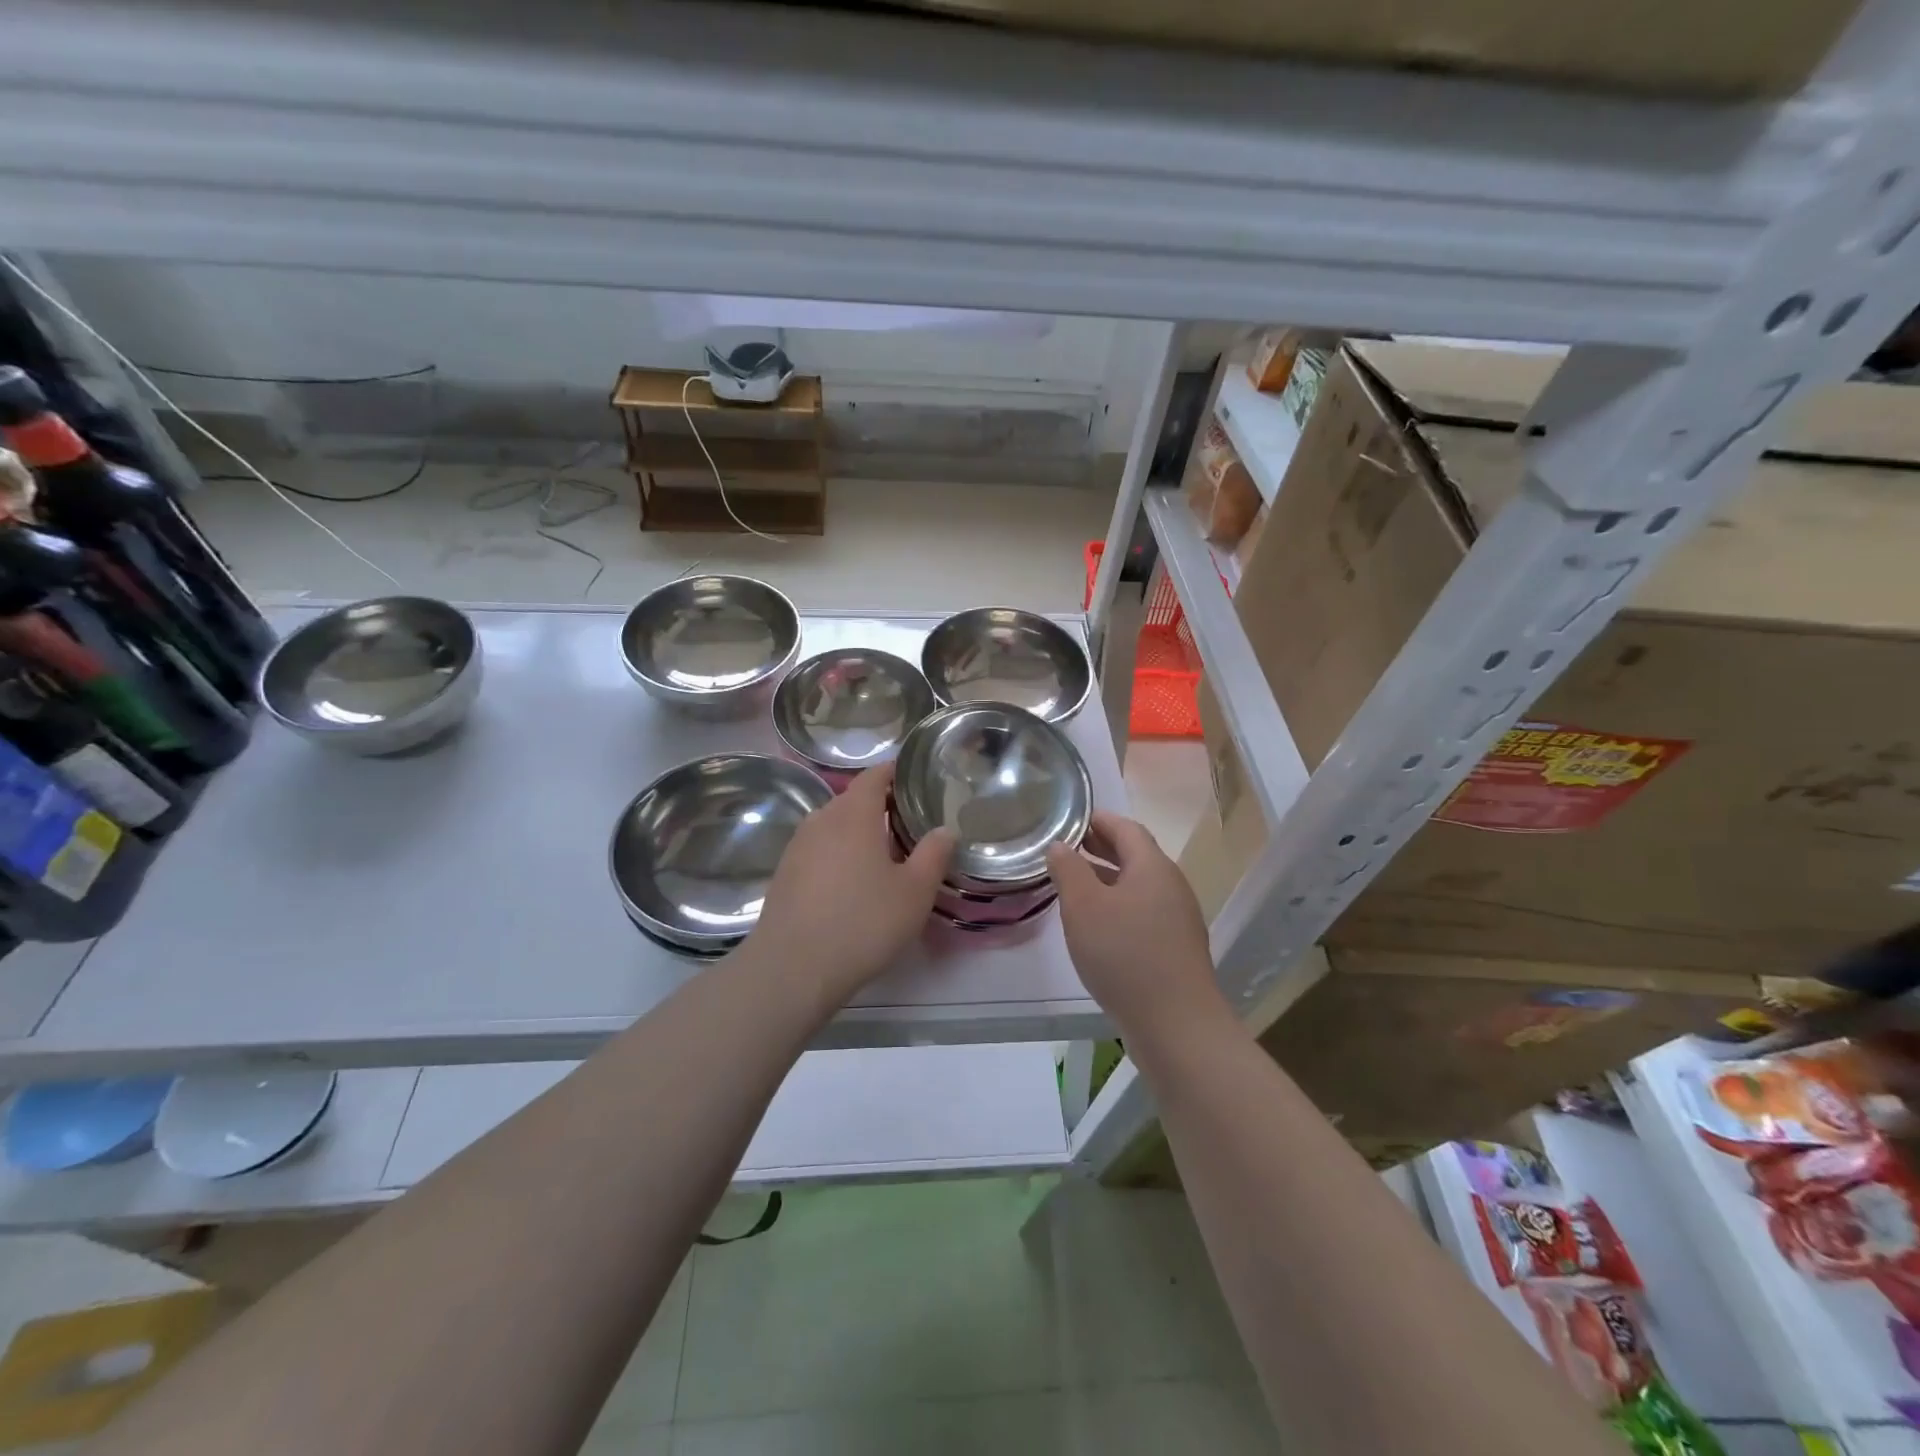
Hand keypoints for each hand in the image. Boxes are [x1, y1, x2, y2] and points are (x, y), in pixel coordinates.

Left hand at [744, 763, 954, 1010]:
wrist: (793, 968)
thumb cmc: (863, 922)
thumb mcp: (914, 892)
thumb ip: (933, 855)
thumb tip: (945, 829)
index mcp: (854, 814)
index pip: (873, 776)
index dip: (894, 773)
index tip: (914, 780)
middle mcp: (821, 820)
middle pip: (852, 800)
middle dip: (878, 805)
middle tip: (907, 824)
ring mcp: (797, 847)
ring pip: (832, 826)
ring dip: (856, 832)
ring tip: (881, 855)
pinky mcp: (784, 874)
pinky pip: (818, 850)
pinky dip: (837, 854)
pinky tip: (850, 883)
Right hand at [1046, 812, 1223, 1037]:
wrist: (1176, 1025)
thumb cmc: (1124, 954)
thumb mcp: (1084, 906)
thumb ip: (1068, 869)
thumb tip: (1061, 845)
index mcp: (1152, 867)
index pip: (1125, 828)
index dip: (1098, 820)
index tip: (1071, 820)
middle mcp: (1171, 885)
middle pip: (1135, 855)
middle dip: (1101, 848)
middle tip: (1067, 849)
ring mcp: (1178, 918)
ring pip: (1139, 886)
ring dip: (1108, 879)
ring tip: (1075, 886)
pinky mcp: (1176, 948)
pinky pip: (1144, 912)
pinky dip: (1119, 906)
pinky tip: (1098, 926)